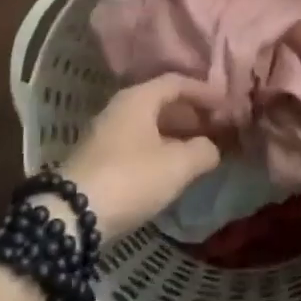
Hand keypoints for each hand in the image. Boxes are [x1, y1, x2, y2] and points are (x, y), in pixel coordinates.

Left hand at [52, 75, 225, 240]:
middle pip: (162, 102)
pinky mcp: (100, 159)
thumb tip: (212, 147)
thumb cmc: (131, 178)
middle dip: (193, 114)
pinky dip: (162, 148)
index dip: (205, 92)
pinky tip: (175, 168)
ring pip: (150, 125)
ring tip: (202, 149)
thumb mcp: (177, 165)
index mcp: (138, 99)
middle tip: (218, 128)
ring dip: (178, 134)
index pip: (177, 82)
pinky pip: (139, 143)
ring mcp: (107, 134)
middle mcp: (120, 109)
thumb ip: (203, 150)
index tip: (227, 105)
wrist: (72, 217)